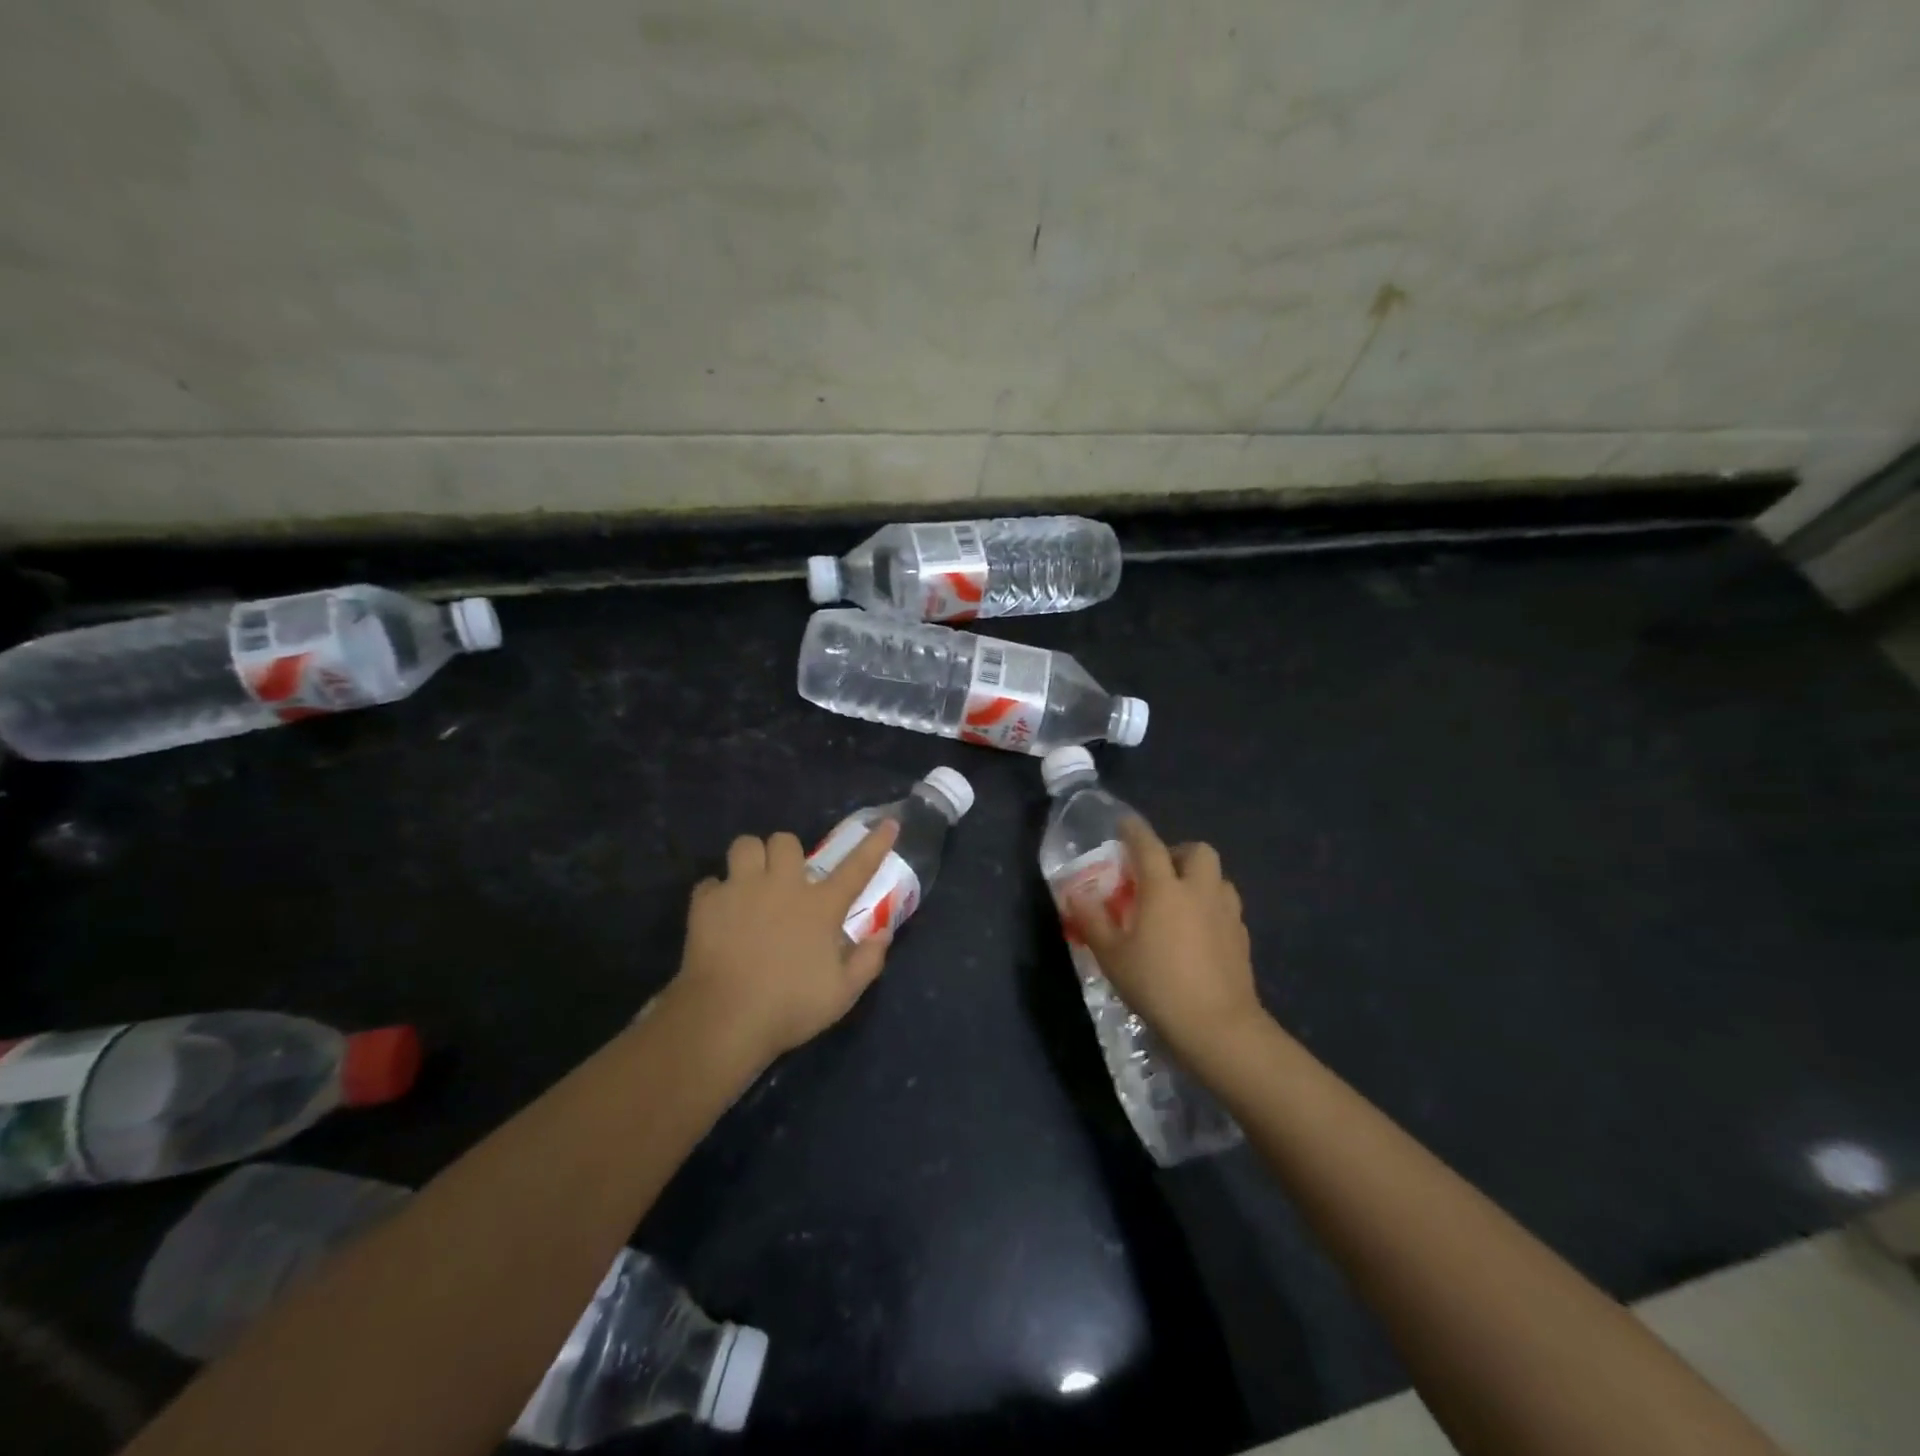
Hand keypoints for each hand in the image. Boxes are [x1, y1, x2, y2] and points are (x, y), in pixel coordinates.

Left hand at [670, 820, 900, 1066]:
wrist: (724, 1020)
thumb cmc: (789, 1008)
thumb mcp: (842, 994)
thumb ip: (868, 961)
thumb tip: (884, 933)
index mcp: (820, 907)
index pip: (856, 867)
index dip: (875, 844)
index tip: (889, 823)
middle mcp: (783, 887)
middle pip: (785, 840)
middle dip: (786, 853)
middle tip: (785, 878)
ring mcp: (741, 890)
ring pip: (745, 845)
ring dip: (750, 859)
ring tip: (749, 883)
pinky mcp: (706, 904)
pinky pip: (711, 882)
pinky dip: (716, 894)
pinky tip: (719, 914)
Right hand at [1070, 816, 1260, 1061]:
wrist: (1217, 1026)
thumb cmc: (1157, 985)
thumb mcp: (1112, 956)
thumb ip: (1093, 921)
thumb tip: (1076, 894)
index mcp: (1165, 889)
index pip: (1148, 845)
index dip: (1134, 831)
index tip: (1124, 825)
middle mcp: (1199, 891)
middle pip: (1198, 851)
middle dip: (1177, 852)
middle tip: (1158, 872)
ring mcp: (1226, 913)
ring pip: (1218, 878)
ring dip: (1199, 879)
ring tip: (1179, 901)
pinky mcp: (1242, 938)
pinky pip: (1226, 907)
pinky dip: (1211, 907)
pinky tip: (1198, 931)